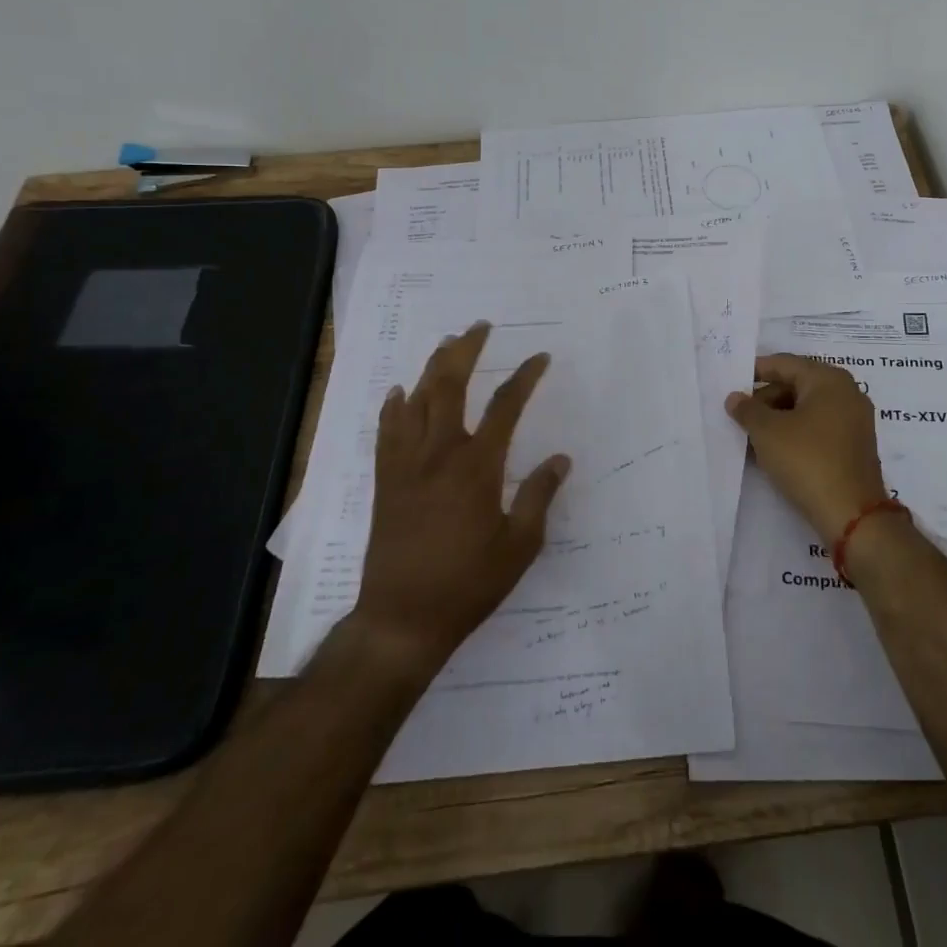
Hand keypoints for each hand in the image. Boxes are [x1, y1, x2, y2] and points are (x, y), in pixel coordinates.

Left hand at [342, 322, 568, 676]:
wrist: (402, 619)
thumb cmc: (469, 583)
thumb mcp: (519, 545)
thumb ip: (539, 496)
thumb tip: (561, 459)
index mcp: (477, 466)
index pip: (505, 406)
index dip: (525, 377)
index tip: (540, 357)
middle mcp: (440, 454)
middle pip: (450, 386)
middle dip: (466, 350)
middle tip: (479, 327)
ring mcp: (407, 465)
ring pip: (417, 401)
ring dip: (431, 367)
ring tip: (445, 344)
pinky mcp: (385, 482)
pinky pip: (386, 432)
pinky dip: (393, 407)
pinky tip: (398, 392)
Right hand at [725, 354, 888, 543]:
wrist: (851, 515)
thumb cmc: (807, 460)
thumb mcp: (767, 432)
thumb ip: (747, 410)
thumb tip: (735, 398)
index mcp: (829, 380)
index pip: (785, 364)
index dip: (755, 371)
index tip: (731, 382)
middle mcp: (847, 393)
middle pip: (797, 385)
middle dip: (765, 399)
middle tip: (738, 416)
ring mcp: (854, 421)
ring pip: (806, 409)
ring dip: (778, 419)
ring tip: (751, 437)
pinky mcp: (854, 447)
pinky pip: (818, 429)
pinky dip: (795, 434)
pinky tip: (773, 451)